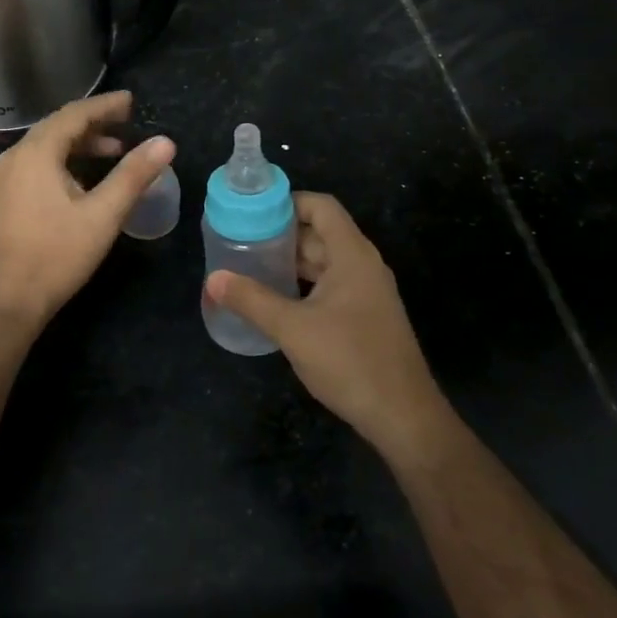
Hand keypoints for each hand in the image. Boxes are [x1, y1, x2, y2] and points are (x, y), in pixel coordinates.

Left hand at [0, 90, 175, 327]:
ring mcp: (6, 178)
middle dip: (94, 122)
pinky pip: (38, 163)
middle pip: (58, 126)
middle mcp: (15, 156)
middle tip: (127, 121)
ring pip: (47, 146)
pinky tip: (85, 177)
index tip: (132, 101)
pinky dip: (65, 160)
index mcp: (36, 153)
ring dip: (81, 143)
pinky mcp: (5, 197)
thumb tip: (166, 142)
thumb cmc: (57, 255)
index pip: (74, 114)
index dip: (105, 105)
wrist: (8, 300)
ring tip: (115, 150)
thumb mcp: (103, 214)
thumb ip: (134, 174)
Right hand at [206, 193, 447, 458]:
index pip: (321, 207)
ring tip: (250, 266)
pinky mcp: (364, 317)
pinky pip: (329, 286)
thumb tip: (213, 279)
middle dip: (282, 234)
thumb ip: (252, 300)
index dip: (288, 202)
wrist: (402, 415)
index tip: (252, 212)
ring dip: (290, 261)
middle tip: (241, 240)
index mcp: (352, 255)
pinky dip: (303, 284)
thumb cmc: (349, 361)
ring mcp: (366, 293)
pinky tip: (275, 299)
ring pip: (324, 262)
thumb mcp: (293, 329)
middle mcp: (363, 266)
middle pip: (320, 233)